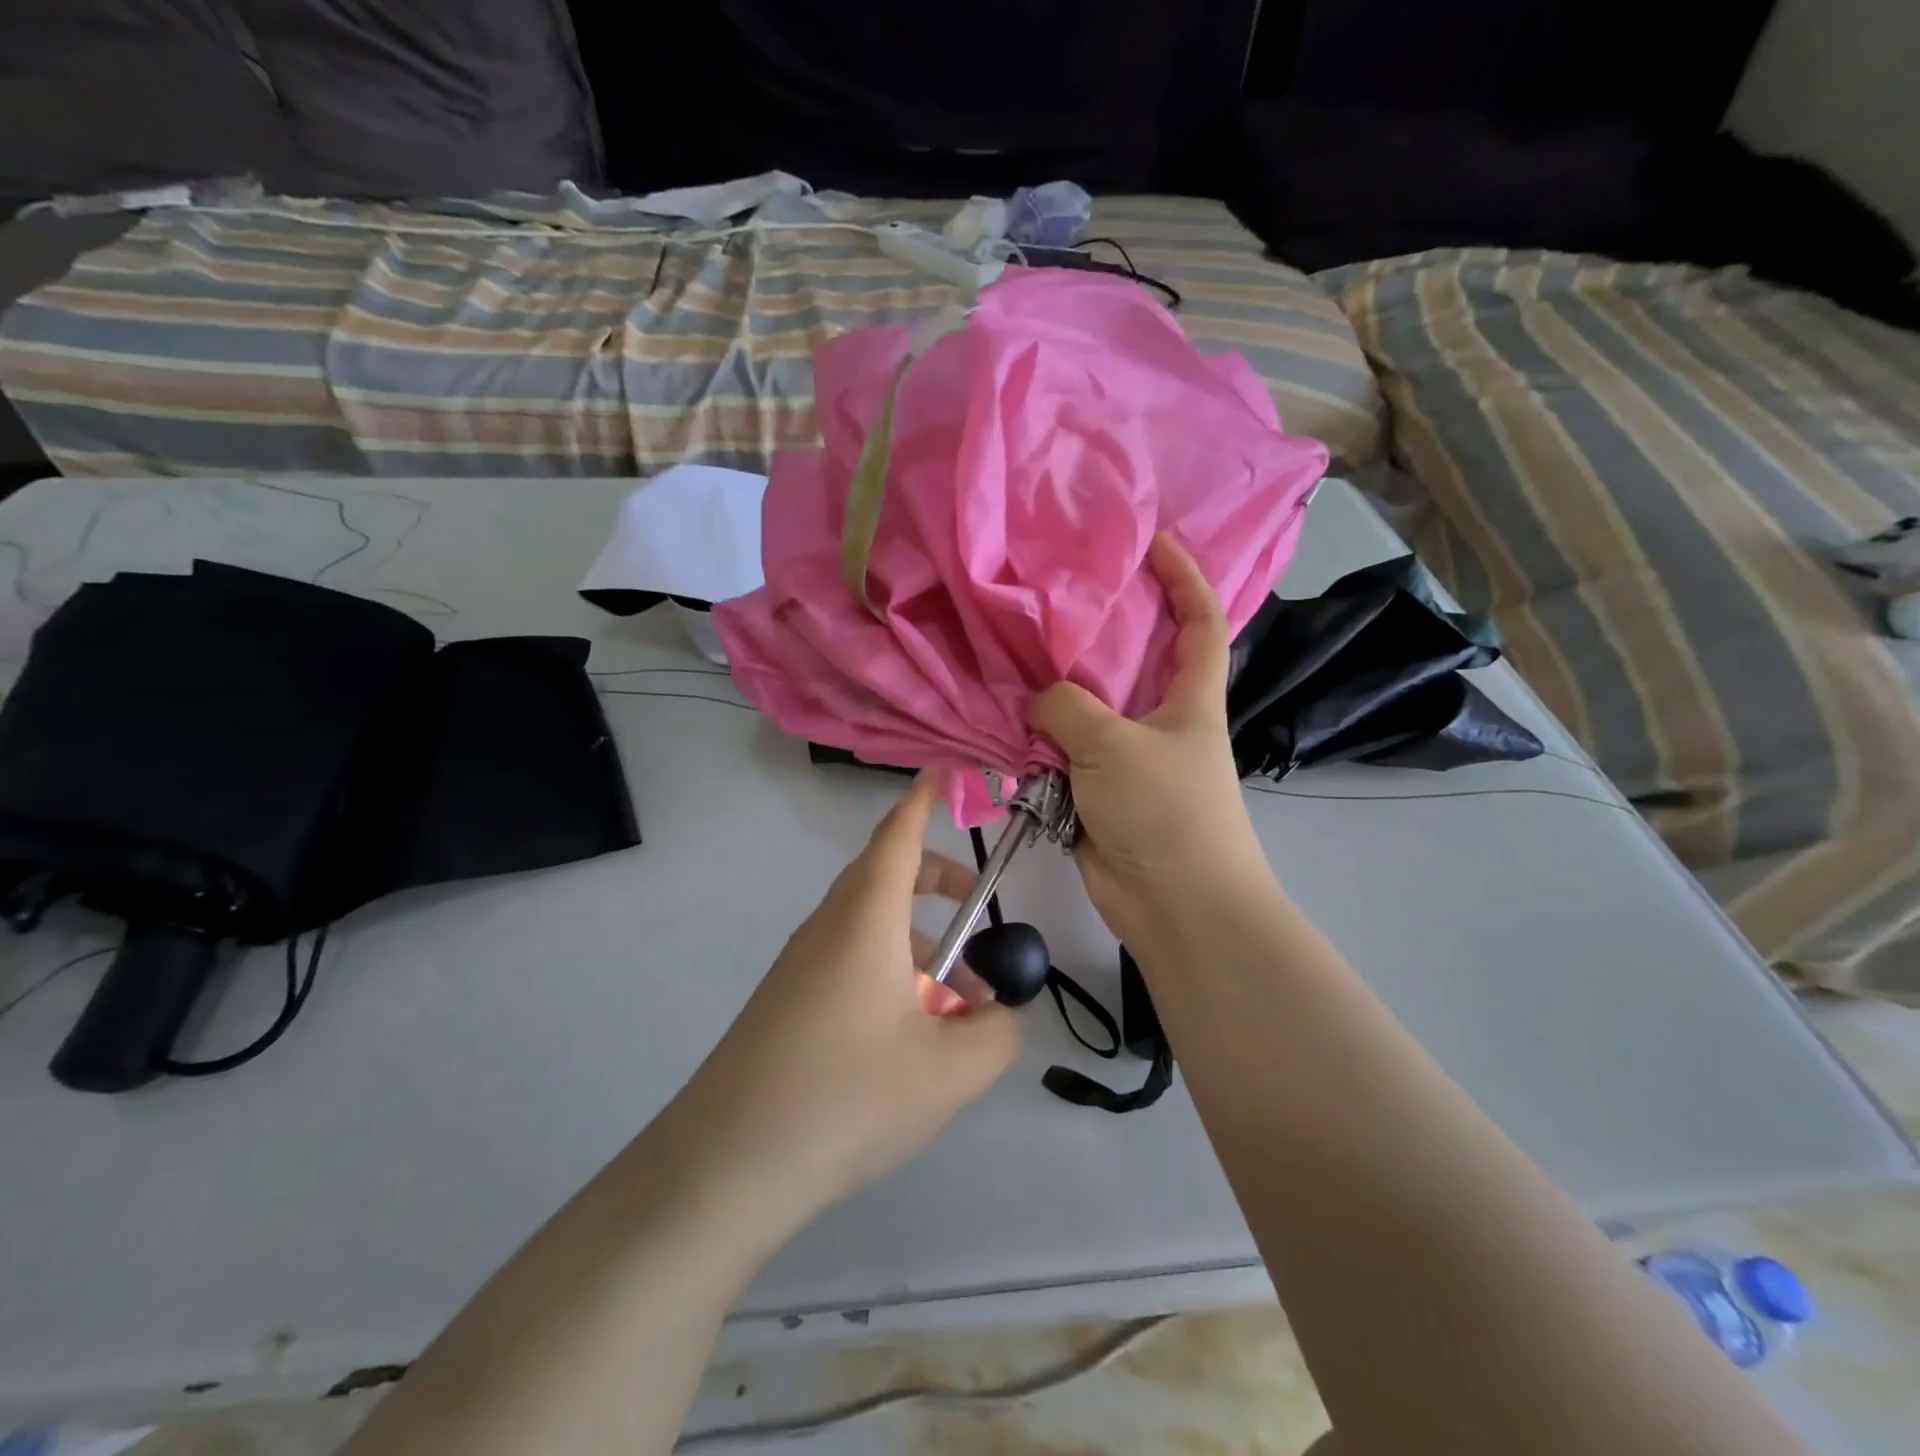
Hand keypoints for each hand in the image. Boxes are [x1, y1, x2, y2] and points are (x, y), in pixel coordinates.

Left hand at [677, 774, 1020, 1219]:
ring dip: (915, 944)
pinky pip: (846, 964)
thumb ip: (997, 1032)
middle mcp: (827, 928)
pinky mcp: (784, 1003)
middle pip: (883, 876)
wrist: (724, 1167)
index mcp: (864, 920)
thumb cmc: (846, 1098)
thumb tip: (997, 1012)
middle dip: (933, 879)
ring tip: (953, 1009)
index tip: (944, 773)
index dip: (922, 800)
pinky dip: (887, 975)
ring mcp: (799, 966)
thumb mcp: (950, 1071)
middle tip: (975, 904)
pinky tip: (903, 1044)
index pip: (896, 836)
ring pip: (867, 927)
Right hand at [1029, 534, 1275, 946]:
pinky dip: (1034, 744)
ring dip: (1050, 694)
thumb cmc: (1166, 811)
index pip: (1199, 620)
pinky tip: (998, 719)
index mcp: (1190, 698)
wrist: (1174, 906)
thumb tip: (1036, 702)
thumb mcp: (1116, 745)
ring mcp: (1125, 759)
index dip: (1184, 575)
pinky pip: (1059, 756)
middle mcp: (1158, 721)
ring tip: (1006, 653)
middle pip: (1128, 661)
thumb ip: (1067, 708)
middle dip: (1095, 629)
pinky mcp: (1094, 794)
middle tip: (1048, 596)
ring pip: (1083, 711)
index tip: (1151, 539)